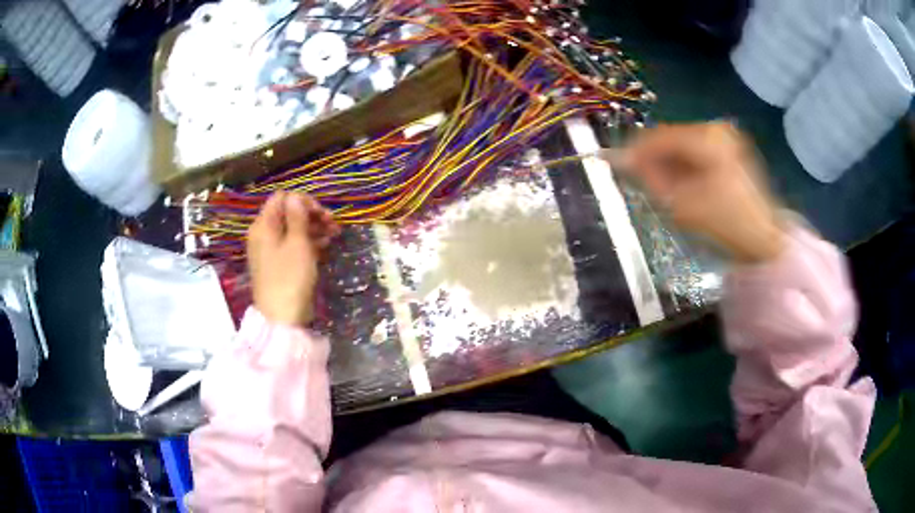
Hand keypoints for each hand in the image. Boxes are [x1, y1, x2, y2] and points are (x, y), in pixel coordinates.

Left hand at [247, 192, 340, 325]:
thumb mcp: (298, 243)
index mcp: (264, 225)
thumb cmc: (290, 277)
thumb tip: (296, 197)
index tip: (321, 213)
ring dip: (313, 229)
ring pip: (292, 230)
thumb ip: (297, 217)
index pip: (282, 198)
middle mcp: (264, 234)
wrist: (282, 318)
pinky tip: (325, 246)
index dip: (303, 201)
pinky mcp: (279, 264)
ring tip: (334, 235)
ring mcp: (270, 250)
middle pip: (288, 213)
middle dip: (311, 215)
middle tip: (333, 224)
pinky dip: (308, 243)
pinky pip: (292, 245)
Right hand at [621, 121, 784, 262]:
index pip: (659, 136)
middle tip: (642, 182)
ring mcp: (725, 138)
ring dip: (669, 163)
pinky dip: (684, 165)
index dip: (635, 151)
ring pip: (682, 145)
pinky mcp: (730, 149)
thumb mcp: (682, 204)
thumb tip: (626, 162)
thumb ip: (650, 178)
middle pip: (670, 138)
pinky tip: (682, 184)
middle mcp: (715, 129)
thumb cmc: (725, 224)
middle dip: (654, 159)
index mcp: (706, 139)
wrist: (764, 239)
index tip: (618, 166)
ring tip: (663, 188)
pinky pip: (696, 152)